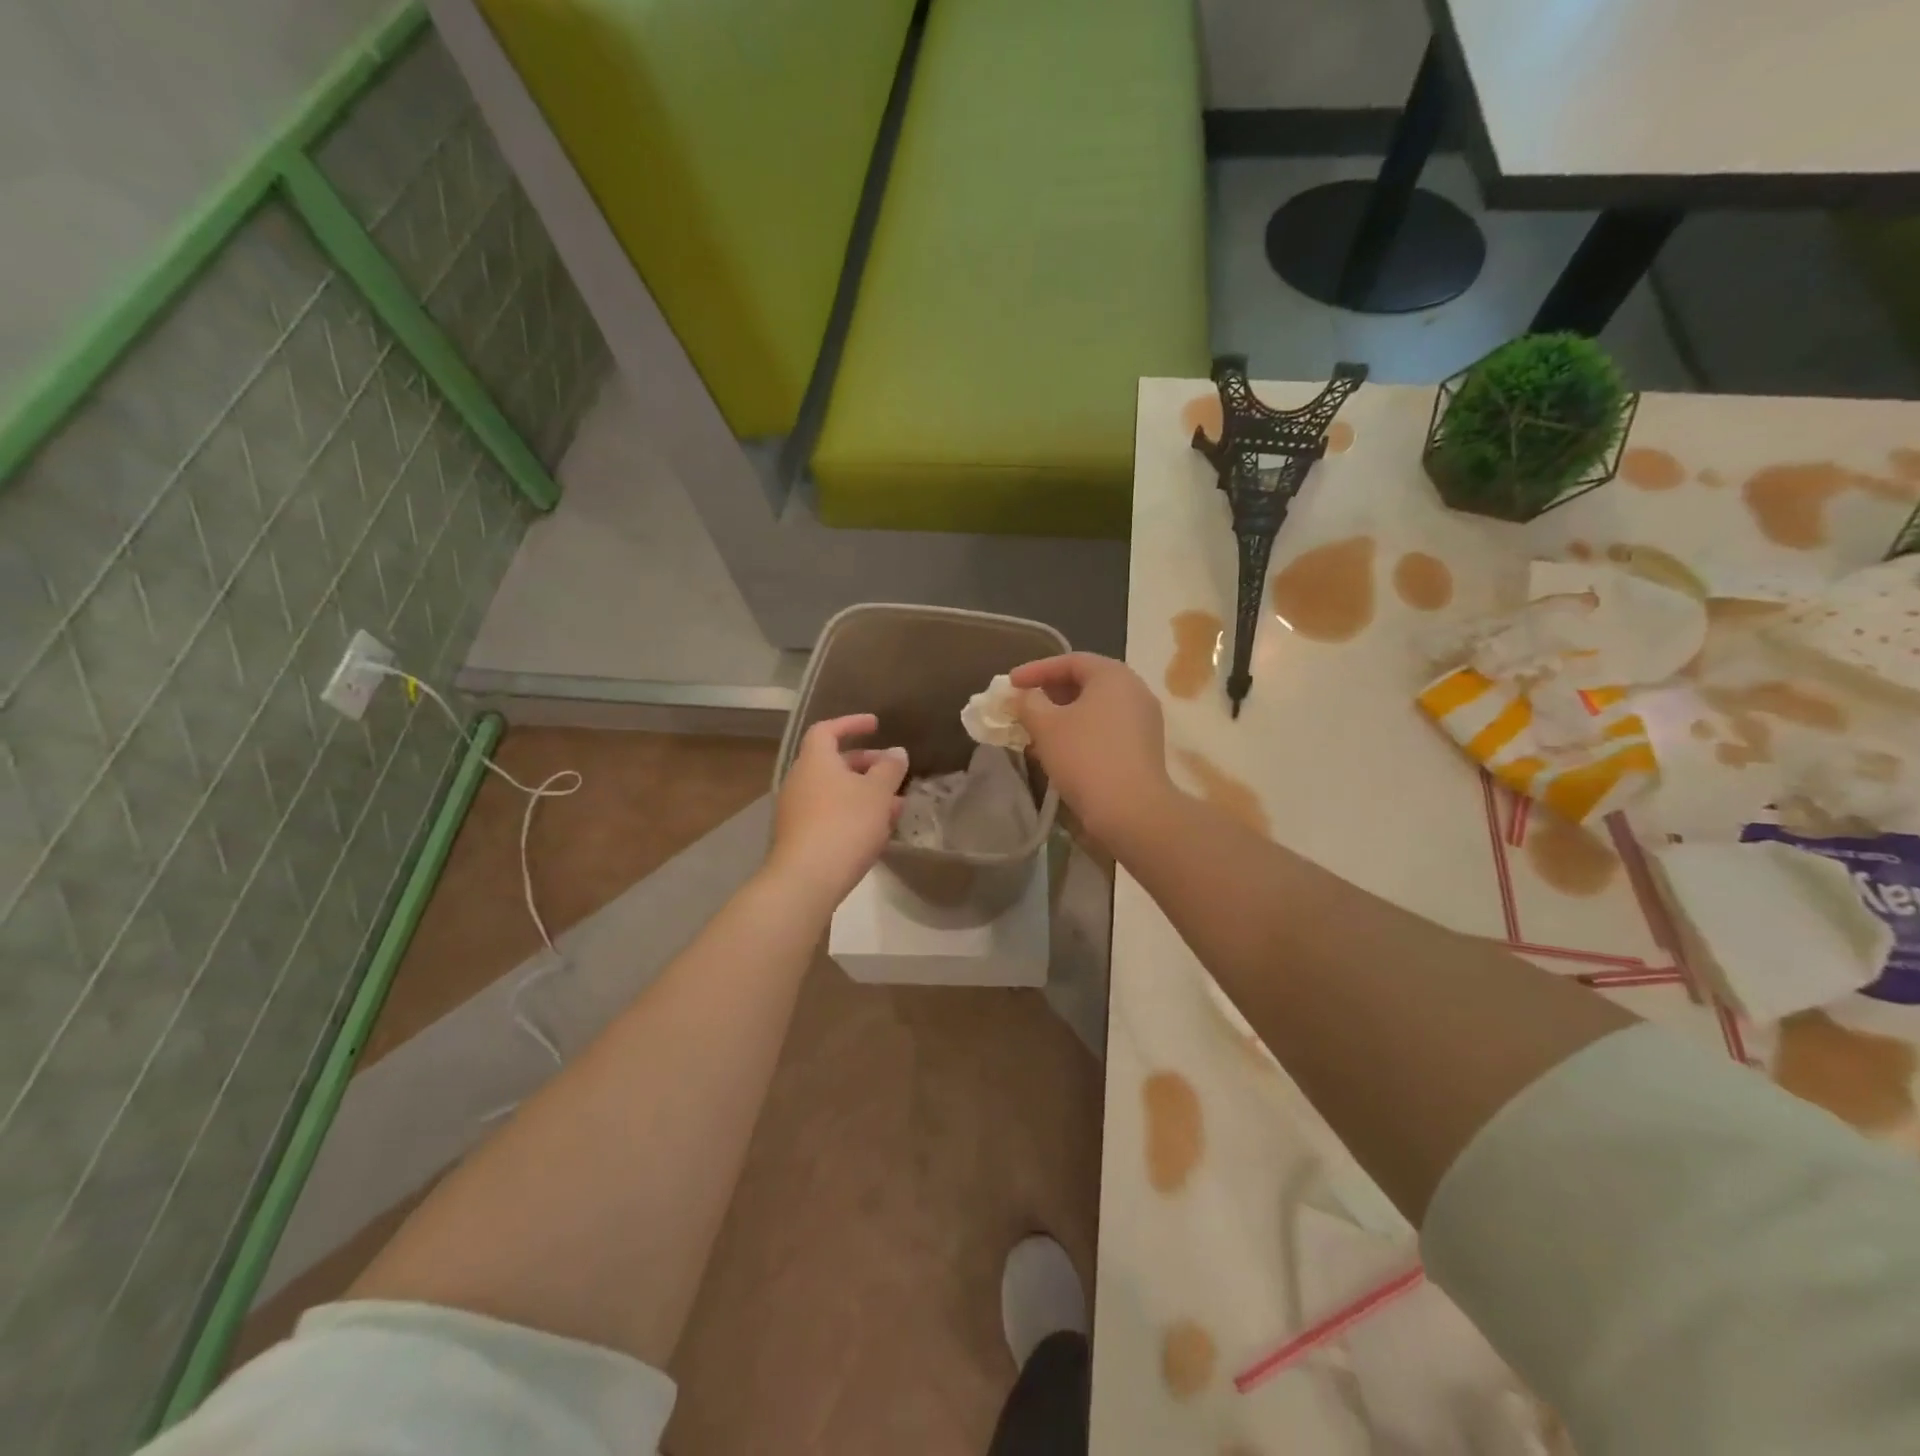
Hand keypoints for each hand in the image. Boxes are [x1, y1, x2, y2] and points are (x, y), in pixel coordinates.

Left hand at [769, 714, 908, 907]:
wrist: (806, 880)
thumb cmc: (845, 824)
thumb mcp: (877, 793)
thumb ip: (890, 769)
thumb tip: (896, 752)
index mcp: (815, 761)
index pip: (827, 730)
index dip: (851, 724)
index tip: (876, 725)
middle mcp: (800, 780)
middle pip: (833, 762)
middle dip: (866, 764)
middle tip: (893, 772)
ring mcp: (796, 811)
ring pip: (835, 792)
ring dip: (864, 793)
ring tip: (895, 806)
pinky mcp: (799, 837)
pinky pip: (830, 814)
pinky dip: (853, 814)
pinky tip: (876, 831)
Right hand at [1009, 654, 1171, 845]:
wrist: (1130, 810)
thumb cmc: (1085, 757)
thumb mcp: (1046, 726)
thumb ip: (1028, 703)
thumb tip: (1023, 696)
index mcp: (1113, 675)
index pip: (1070, 661)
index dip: (1036, 670)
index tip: (1010, 684)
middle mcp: (1134, 690)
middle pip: (1086, 683)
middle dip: (1049, 693)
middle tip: (1023, 706)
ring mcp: (1143, 721)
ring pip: (1095, 709)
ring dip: (1062, 716)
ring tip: (1035, 732)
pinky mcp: (1143, 748)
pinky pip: (1105, 729)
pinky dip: (1080, 733)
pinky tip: (1059, 752)